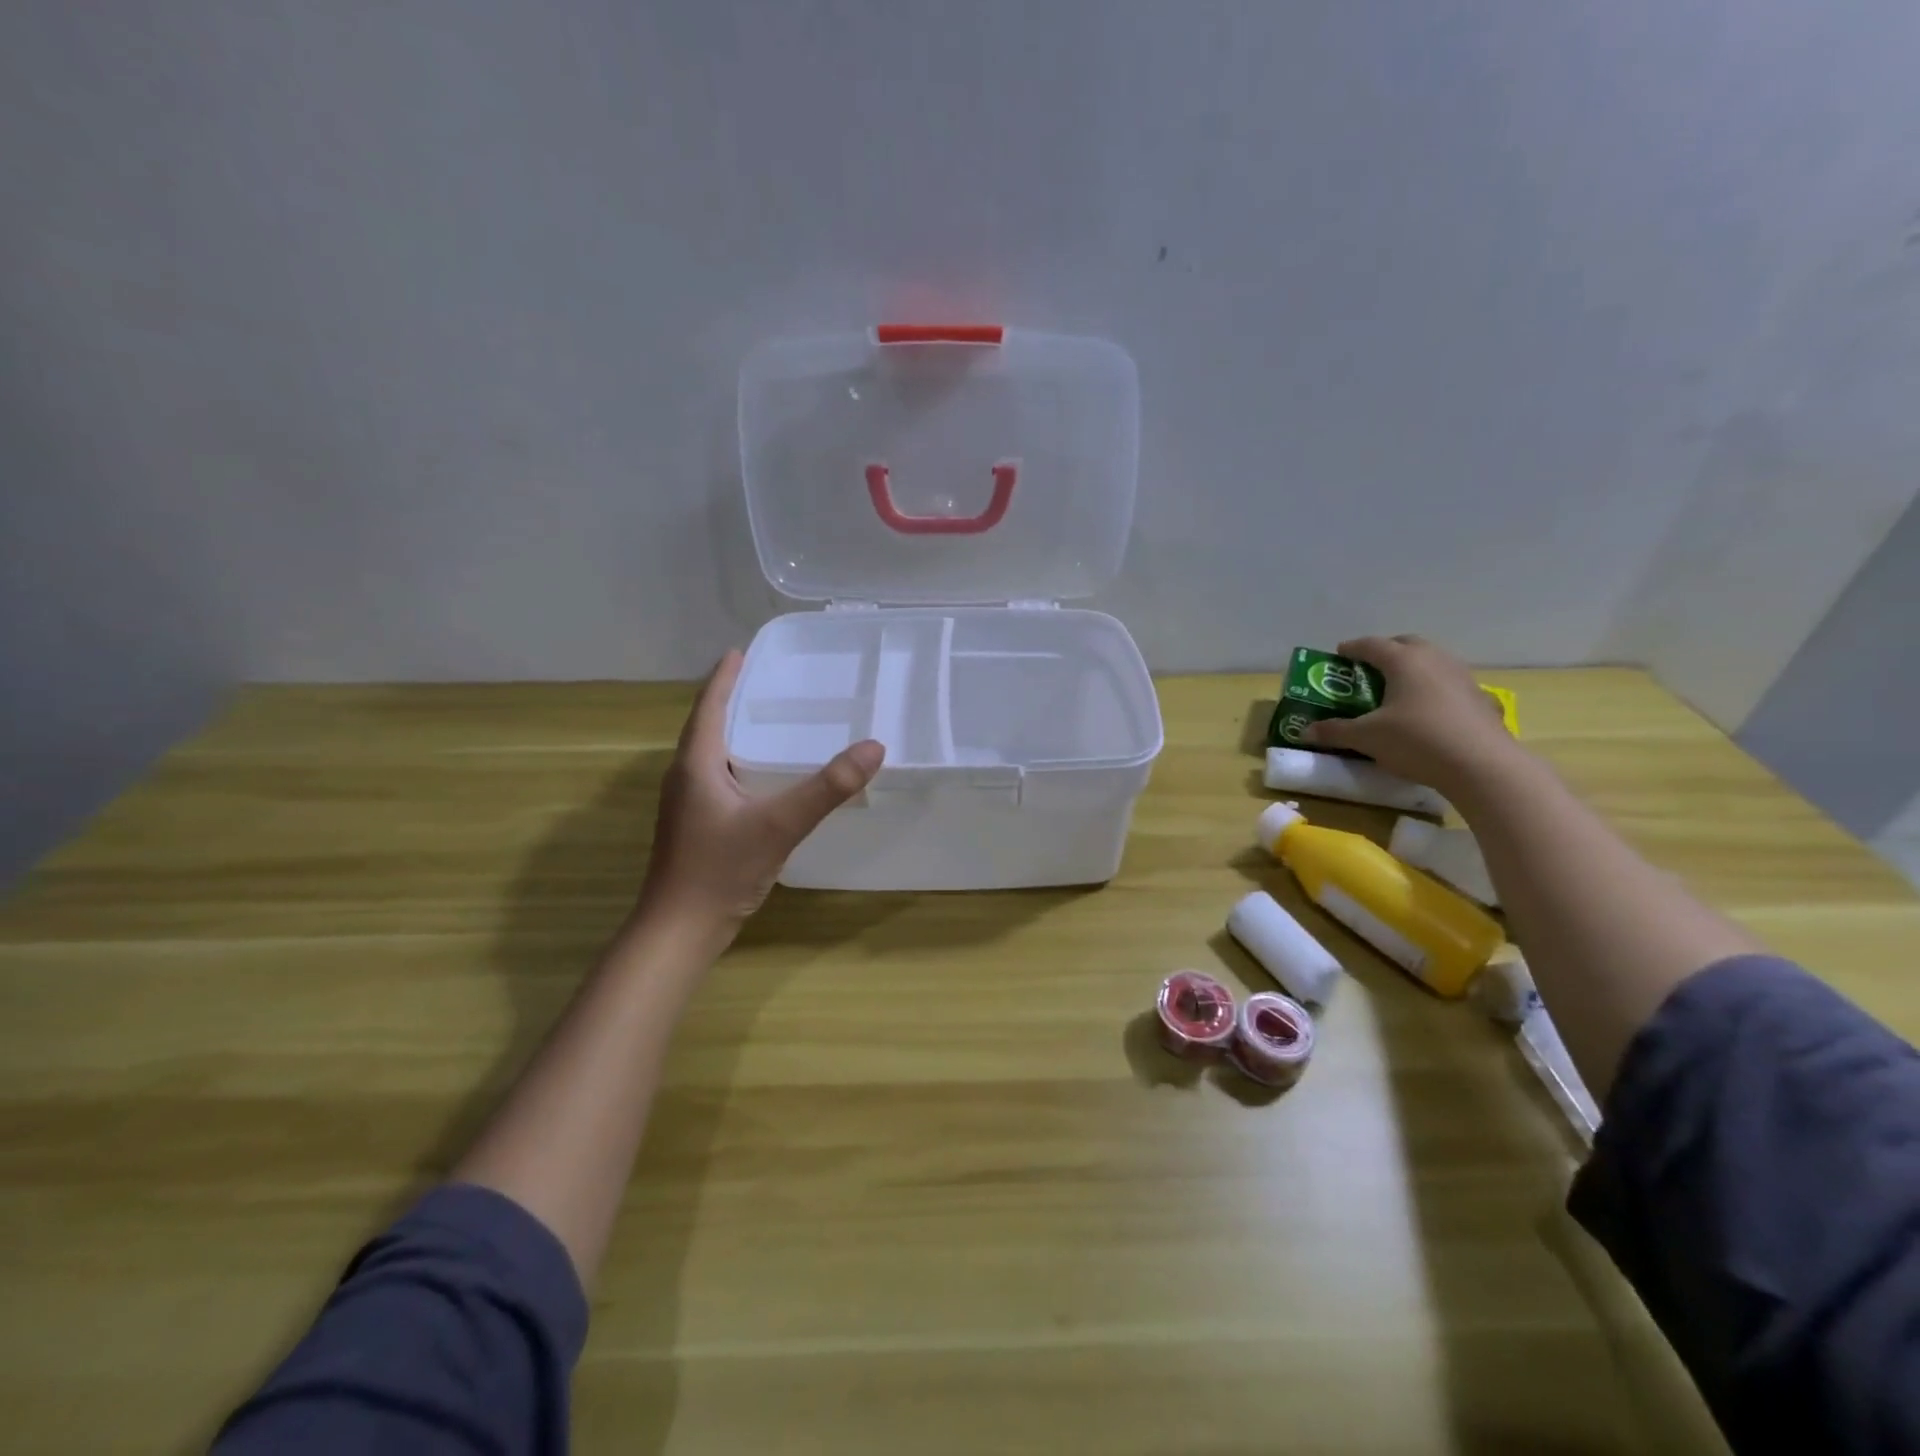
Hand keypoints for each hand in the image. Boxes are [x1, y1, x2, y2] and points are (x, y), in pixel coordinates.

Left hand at [636, 650, 883, 937]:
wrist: (680, 930)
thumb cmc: (720, 869)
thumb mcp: (779, 824)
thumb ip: (827, 787)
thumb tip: (874, 747)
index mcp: (695, 765)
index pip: (709, 707)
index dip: (724, 678)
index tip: (740, 650)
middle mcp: (685, 778)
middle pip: (708, 727)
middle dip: (734, 700)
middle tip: (768, 680)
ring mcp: (688, 805)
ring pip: (713, 755)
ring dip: (736, 732)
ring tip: (770, 720)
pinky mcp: (697, 827)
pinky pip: (719, 779)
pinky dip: (741, 764)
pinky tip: (766, 777)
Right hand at [1304, 635, 1514, 791]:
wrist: (1482, 765)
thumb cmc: (1416, 740)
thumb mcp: (1366, 738)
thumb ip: (1335, 731)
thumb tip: (1306, 732)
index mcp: (1403, 661)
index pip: (1371, 645)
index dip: (1352, 649)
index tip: (1339, 655)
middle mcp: (1434, 659)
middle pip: (1406, 644)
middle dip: (1386, 651)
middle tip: (1368, 668)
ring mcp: (1462, 676)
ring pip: (1432, 661)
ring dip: (1412, 668)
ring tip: (1397, 688)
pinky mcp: (1480, 698)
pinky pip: (1449, 682)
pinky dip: (1433, 688)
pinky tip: (1428, 710)